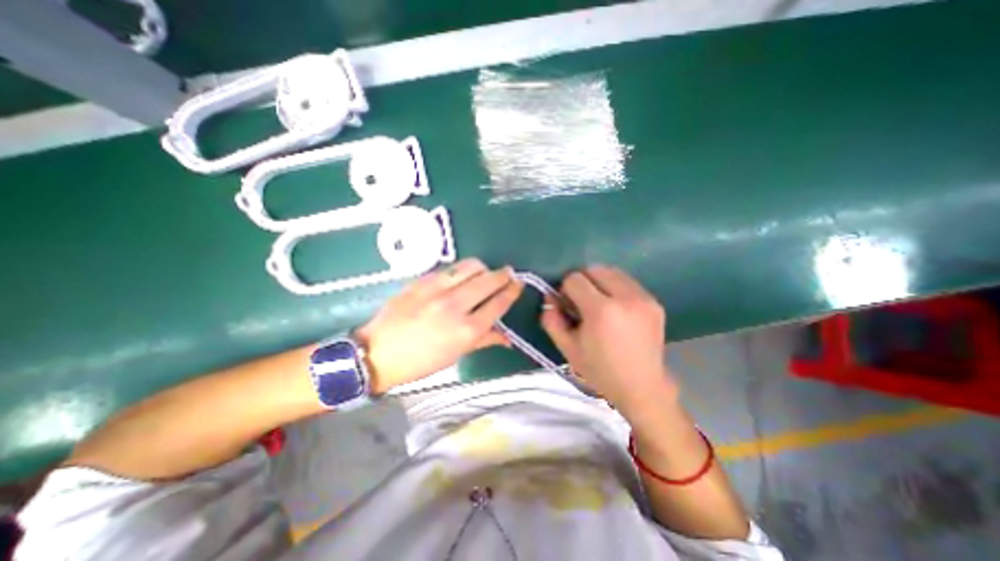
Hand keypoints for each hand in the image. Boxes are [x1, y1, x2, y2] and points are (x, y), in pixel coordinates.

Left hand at [353, 259, 523, 393]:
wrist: (378, 352)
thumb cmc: (421, 361)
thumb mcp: (456, 355)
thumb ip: (484, 340)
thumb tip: (507, 338)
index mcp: (467, 330)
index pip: (498, 303)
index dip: (512, 291)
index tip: (518, 283)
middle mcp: (455, 306)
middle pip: (489, 281)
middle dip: (503, 274)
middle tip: (508, 273)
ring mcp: (437, 290)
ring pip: (471, 267)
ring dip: (483, 267)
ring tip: (485, 272)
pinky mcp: (422, 281)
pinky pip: (449, 269)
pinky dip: (461, 270)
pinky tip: (461, 276)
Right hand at [539, 266, 679, 417]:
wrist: (642, 387)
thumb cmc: (600, 370)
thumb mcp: (567, 348)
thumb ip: (552, 319)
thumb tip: (549, 297)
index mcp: (601, 311)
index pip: (575, 279)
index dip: (565, 288)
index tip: (567, 303)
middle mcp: (625, 297)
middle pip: (594, 269)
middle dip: (582, 280)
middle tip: (580, 301)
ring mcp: (643, 298)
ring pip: (613, 271)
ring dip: (599, 281)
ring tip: (598, 303)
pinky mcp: (654, 302)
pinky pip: (627, 282)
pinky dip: (615, 287)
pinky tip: (615, 308)